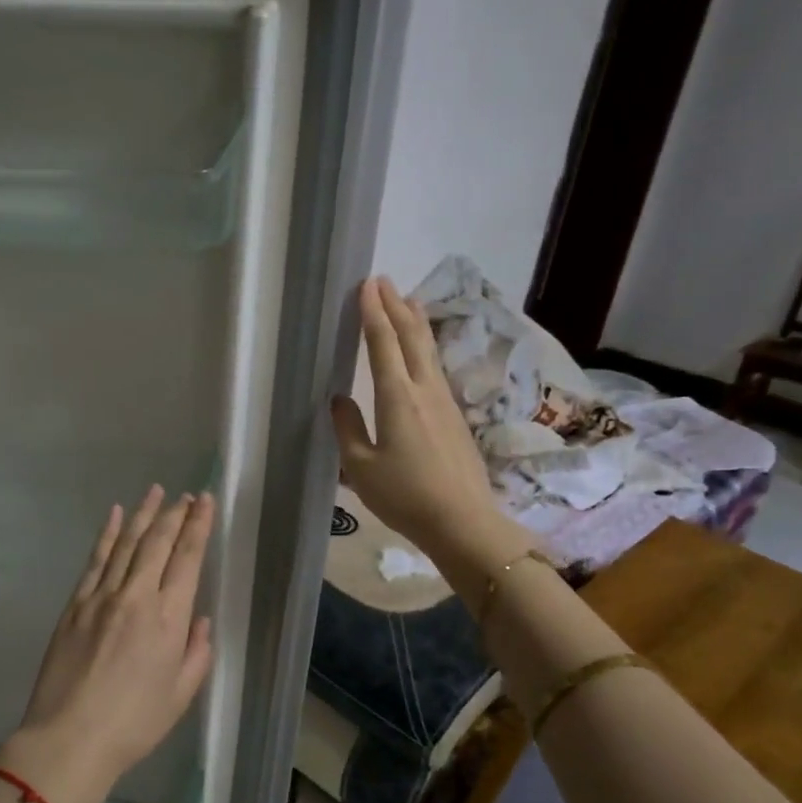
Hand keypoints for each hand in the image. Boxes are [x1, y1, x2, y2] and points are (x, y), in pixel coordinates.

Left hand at [0, 486, 215, 802]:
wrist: (70, 738)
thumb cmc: (134, 724)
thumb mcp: (180, 695)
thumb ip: (196, 653)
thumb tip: (199, 620)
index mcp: (168, 619)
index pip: (187, 559)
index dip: (198, 526)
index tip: (205, 502)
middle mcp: (136, 597)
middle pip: (157, 542)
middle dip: (175, 514)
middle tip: (187, 495)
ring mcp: (101, 597)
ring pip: (125, 544)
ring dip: (142, 514)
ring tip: (156, 491)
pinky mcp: (75, 604)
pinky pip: (94, 560)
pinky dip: (106, 534)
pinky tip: (114, 515)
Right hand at [331, 277, 532, 573]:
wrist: (462, 521)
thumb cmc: (404, 496)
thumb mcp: (360, 467)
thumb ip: (347, 428)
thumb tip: (339, 399)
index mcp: (396, 398)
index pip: (383, 344)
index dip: (373, 313)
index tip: (366, 285)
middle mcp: (424, 390)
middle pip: (412, 337)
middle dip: (396, 306)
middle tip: (384, 281)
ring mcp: (444, 401)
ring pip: (428, 350)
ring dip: (415, 322)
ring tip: (408, 300)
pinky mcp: (454, 416)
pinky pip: (435, 367)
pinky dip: (424, 346)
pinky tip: (422, 350)